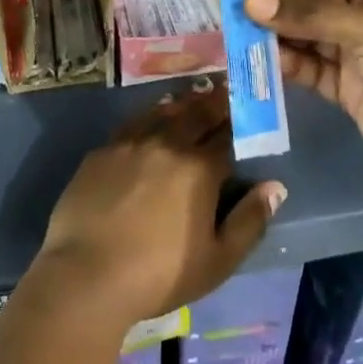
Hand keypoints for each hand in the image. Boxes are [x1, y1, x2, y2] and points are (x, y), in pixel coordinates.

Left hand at [35, 83, 286, 328]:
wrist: (87, 275)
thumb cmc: (160, 274)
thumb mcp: (217, 260)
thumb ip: (249, 221)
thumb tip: (274, 187)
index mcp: (199, 168)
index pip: (226, 135)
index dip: (239, 122)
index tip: (247, 108)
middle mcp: (167, 144)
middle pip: (195, 114)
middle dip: (213, 101)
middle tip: (224, 88)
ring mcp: (130, 143)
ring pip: (162, 112)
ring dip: (182, 103)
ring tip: (191, 96)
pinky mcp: (102, 152)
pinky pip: (132, 124)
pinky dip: (148, 116)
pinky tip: (150, 118)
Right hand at [244, 0, 362, 201]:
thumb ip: (307, 15)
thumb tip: (250, 1)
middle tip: (234, 6)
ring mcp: (353, 51)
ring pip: (303, 32)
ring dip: (273, 31)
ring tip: (237, 33)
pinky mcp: (342, 85)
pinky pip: (305, 65)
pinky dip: (282, 62)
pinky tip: (256, 60)